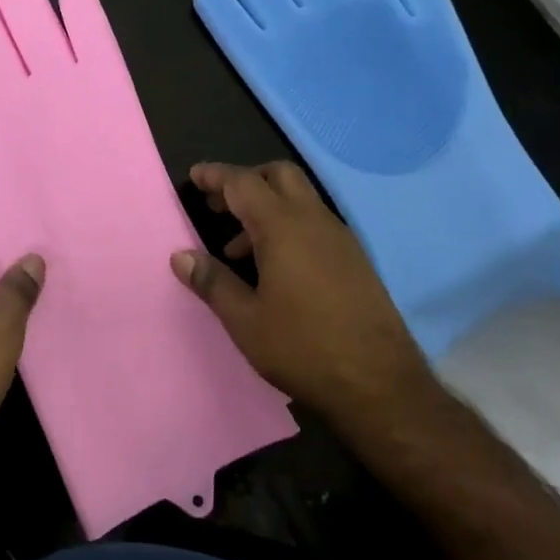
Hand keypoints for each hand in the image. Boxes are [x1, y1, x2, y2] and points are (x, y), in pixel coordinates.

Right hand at [171, 160, 437, 429]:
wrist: (379, 383)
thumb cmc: (302, 348)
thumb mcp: (245, 319)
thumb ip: (212, 281)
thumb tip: (180, 255)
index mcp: (283, 228)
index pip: (244, 183)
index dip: (216, 175)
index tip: (194, 175)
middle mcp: (314, 221)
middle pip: (279, 175)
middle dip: (246, 180)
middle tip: (217, 204)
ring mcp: (340, 238)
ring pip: (299, 199)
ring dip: (265, 207)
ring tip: (236, 249)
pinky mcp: (354, 259)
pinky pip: (314, 223)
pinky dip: (287, 226)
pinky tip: (273, 268)